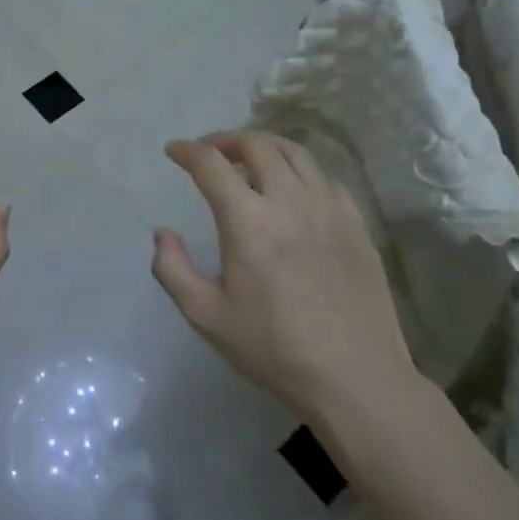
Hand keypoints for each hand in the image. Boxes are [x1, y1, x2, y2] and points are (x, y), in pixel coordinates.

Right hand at [152, 131, 416, 423]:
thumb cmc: (274, 349)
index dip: (187, 151)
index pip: (211, 164)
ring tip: (248, 160)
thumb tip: (163, 233)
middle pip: (256, 145)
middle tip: (210, 153)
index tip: (174, 151)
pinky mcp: (356, 223)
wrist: (356, 379)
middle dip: (225, 140)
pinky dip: (299, 170)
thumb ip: (172, 269)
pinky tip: (292, 190)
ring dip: (264, 147)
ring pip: (294, 152)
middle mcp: (290, 201)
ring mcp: (329, 208)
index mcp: (248, 221)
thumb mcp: (206, 316)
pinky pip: (323, 177)